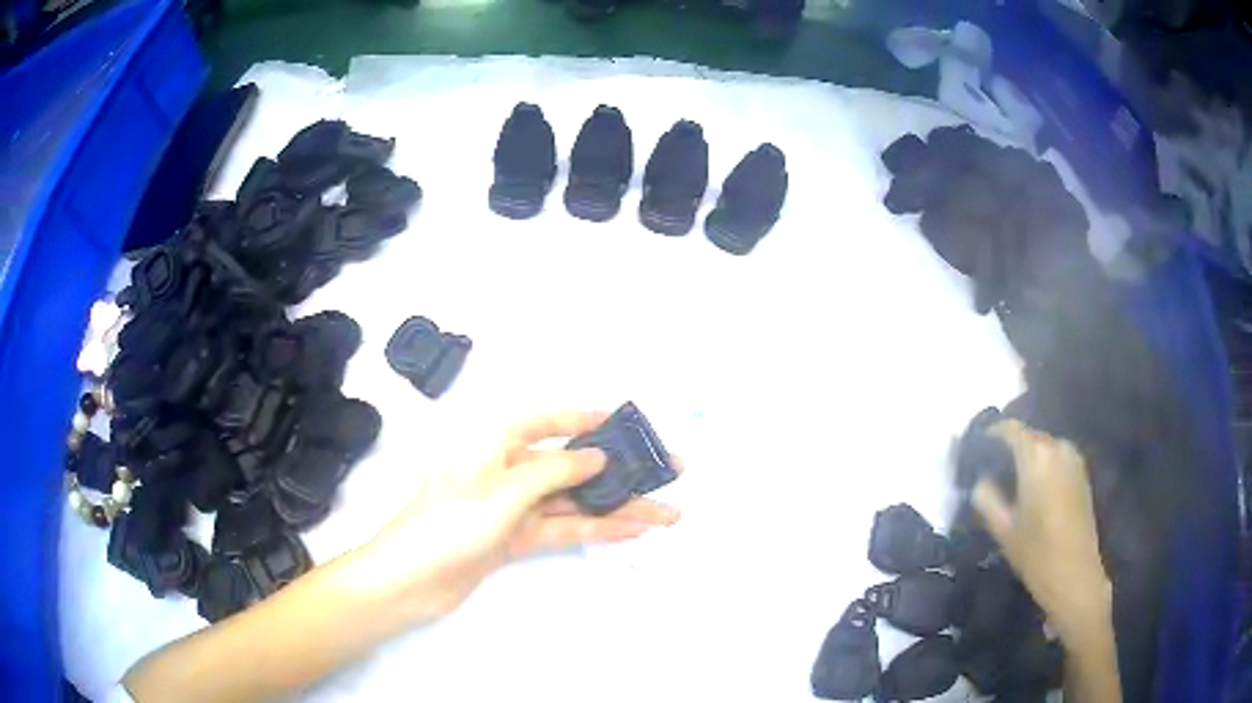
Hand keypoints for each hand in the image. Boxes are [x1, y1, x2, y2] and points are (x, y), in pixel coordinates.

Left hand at [357, 410, 681, 622]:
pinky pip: (563, 531)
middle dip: (618, 470)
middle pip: (571, 466)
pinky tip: (631, 532)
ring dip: (617, 508)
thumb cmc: (448, 524)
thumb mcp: (501, 491)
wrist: (408, 581)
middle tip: (667, 472)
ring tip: (667, 513)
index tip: (626, 422)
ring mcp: (514, 509)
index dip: (586, 418)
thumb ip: (552, 472)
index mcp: (495, 445)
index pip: (547, 421)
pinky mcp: (516, 540)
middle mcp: (507, 471)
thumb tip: (597, 456)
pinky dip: (595, 531)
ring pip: (574, 503)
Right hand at [971, 419, 1111, 641]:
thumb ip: (986, 497)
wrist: (1075, 575)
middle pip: (1028, 436)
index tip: (975, 452)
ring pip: (1043, 447)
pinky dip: (1042, 466)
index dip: (990, 435)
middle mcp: (1057, 447)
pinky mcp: (1081, 473)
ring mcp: (1073, 458)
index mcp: (1036, 456)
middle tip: (990, 472)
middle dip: (1008, 449)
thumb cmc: (1036, 553)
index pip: (1009, 428)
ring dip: (1026, 458)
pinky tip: (1032, 491)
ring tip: (1010, 483)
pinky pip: (1055, 458)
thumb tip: (980, 479)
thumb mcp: (1002, 529)